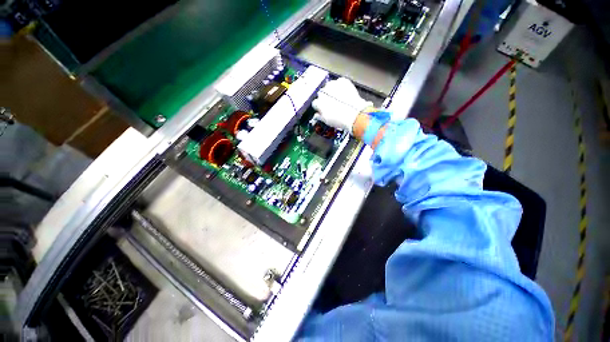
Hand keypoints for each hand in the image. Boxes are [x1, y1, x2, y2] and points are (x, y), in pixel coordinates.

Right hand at [312, 78, 372, 133]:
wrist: (354, 114)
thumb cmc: (340, 119)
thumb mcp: (327, 121)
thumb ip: (319, 116)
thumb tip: (317, 115)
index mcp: (319, 103)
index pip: (315, 103)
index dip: (320, 106)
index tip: (323, 108)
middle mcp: (324, 92)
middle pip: (322, 94)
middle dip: (326, 98)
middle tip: (332, 104)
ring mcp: (333, 85)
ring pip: (330, 86)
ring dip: (332, 91)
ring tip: (339, 98)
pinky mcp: (342, 81)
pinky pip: (340, 82)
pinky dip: (342, 86)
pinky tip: (345, 93)